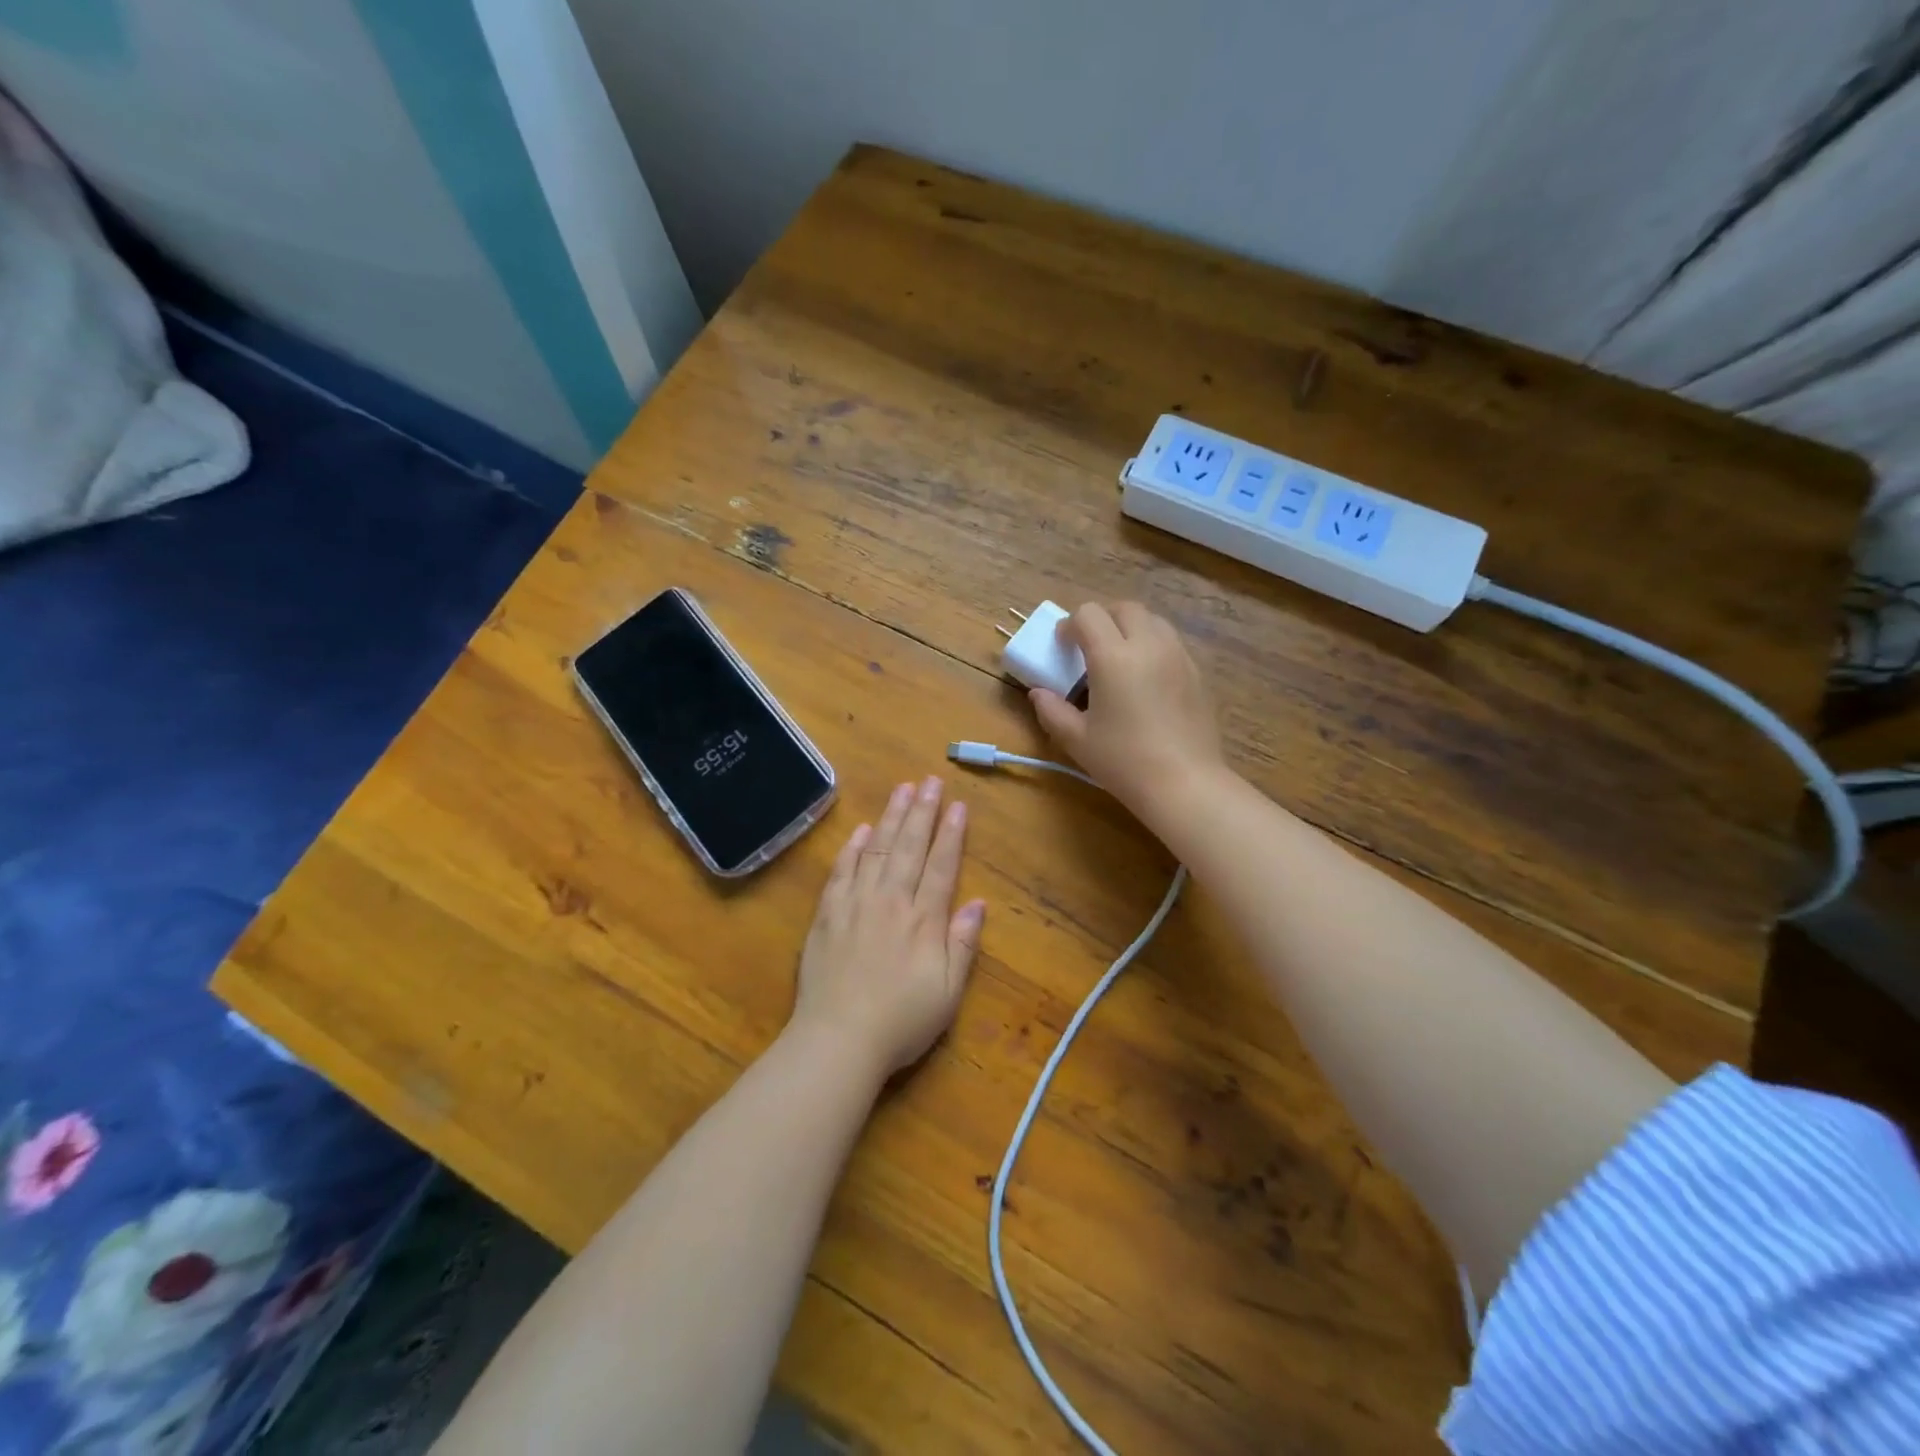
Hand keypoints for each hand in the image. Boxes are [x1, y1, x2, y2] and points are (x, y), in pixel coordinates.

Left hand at [791, 777, 984, 1076]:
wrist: (838, 1039)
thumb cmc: (901, 1022)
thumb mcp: (947, 992)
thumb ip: (962, 944)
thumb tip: (978, 904)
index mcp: (923, 920)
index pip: (941, 866)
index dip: (951, 834)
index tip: (958, 805)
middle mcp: (891, 901)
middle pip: (910, 847)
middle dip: (923, 812)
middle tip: (931, 781)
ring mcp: (855, 904)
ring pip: (877, 850)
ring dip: (892, 818)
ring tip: (903, 790)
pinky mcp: (827, 914)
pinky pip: (841, 871)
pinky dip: (852, 848)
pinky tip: (862, 830)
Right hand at [1030, 601, 1226, 824]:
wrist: (1184, 783)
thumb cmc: (1124, 761)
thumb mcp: (1077, 739)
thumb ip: (1052, 710)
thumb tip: (1038, 694)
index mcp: (1113, 657)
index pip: (1088, 615)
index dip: (1070, 625)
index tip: (1062, 646)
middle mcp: (1149, 645)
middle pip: (1124, 608)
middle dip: (1102, 618)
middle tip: (1089, 646)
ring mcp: (1178, 656)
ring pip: (1152, 620)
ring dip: (1130, 628)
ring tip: (1119, 658)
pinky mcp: (1197, 672)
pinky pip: (1171, 642)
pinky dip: (1152, 645)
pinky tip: (1145, 678)